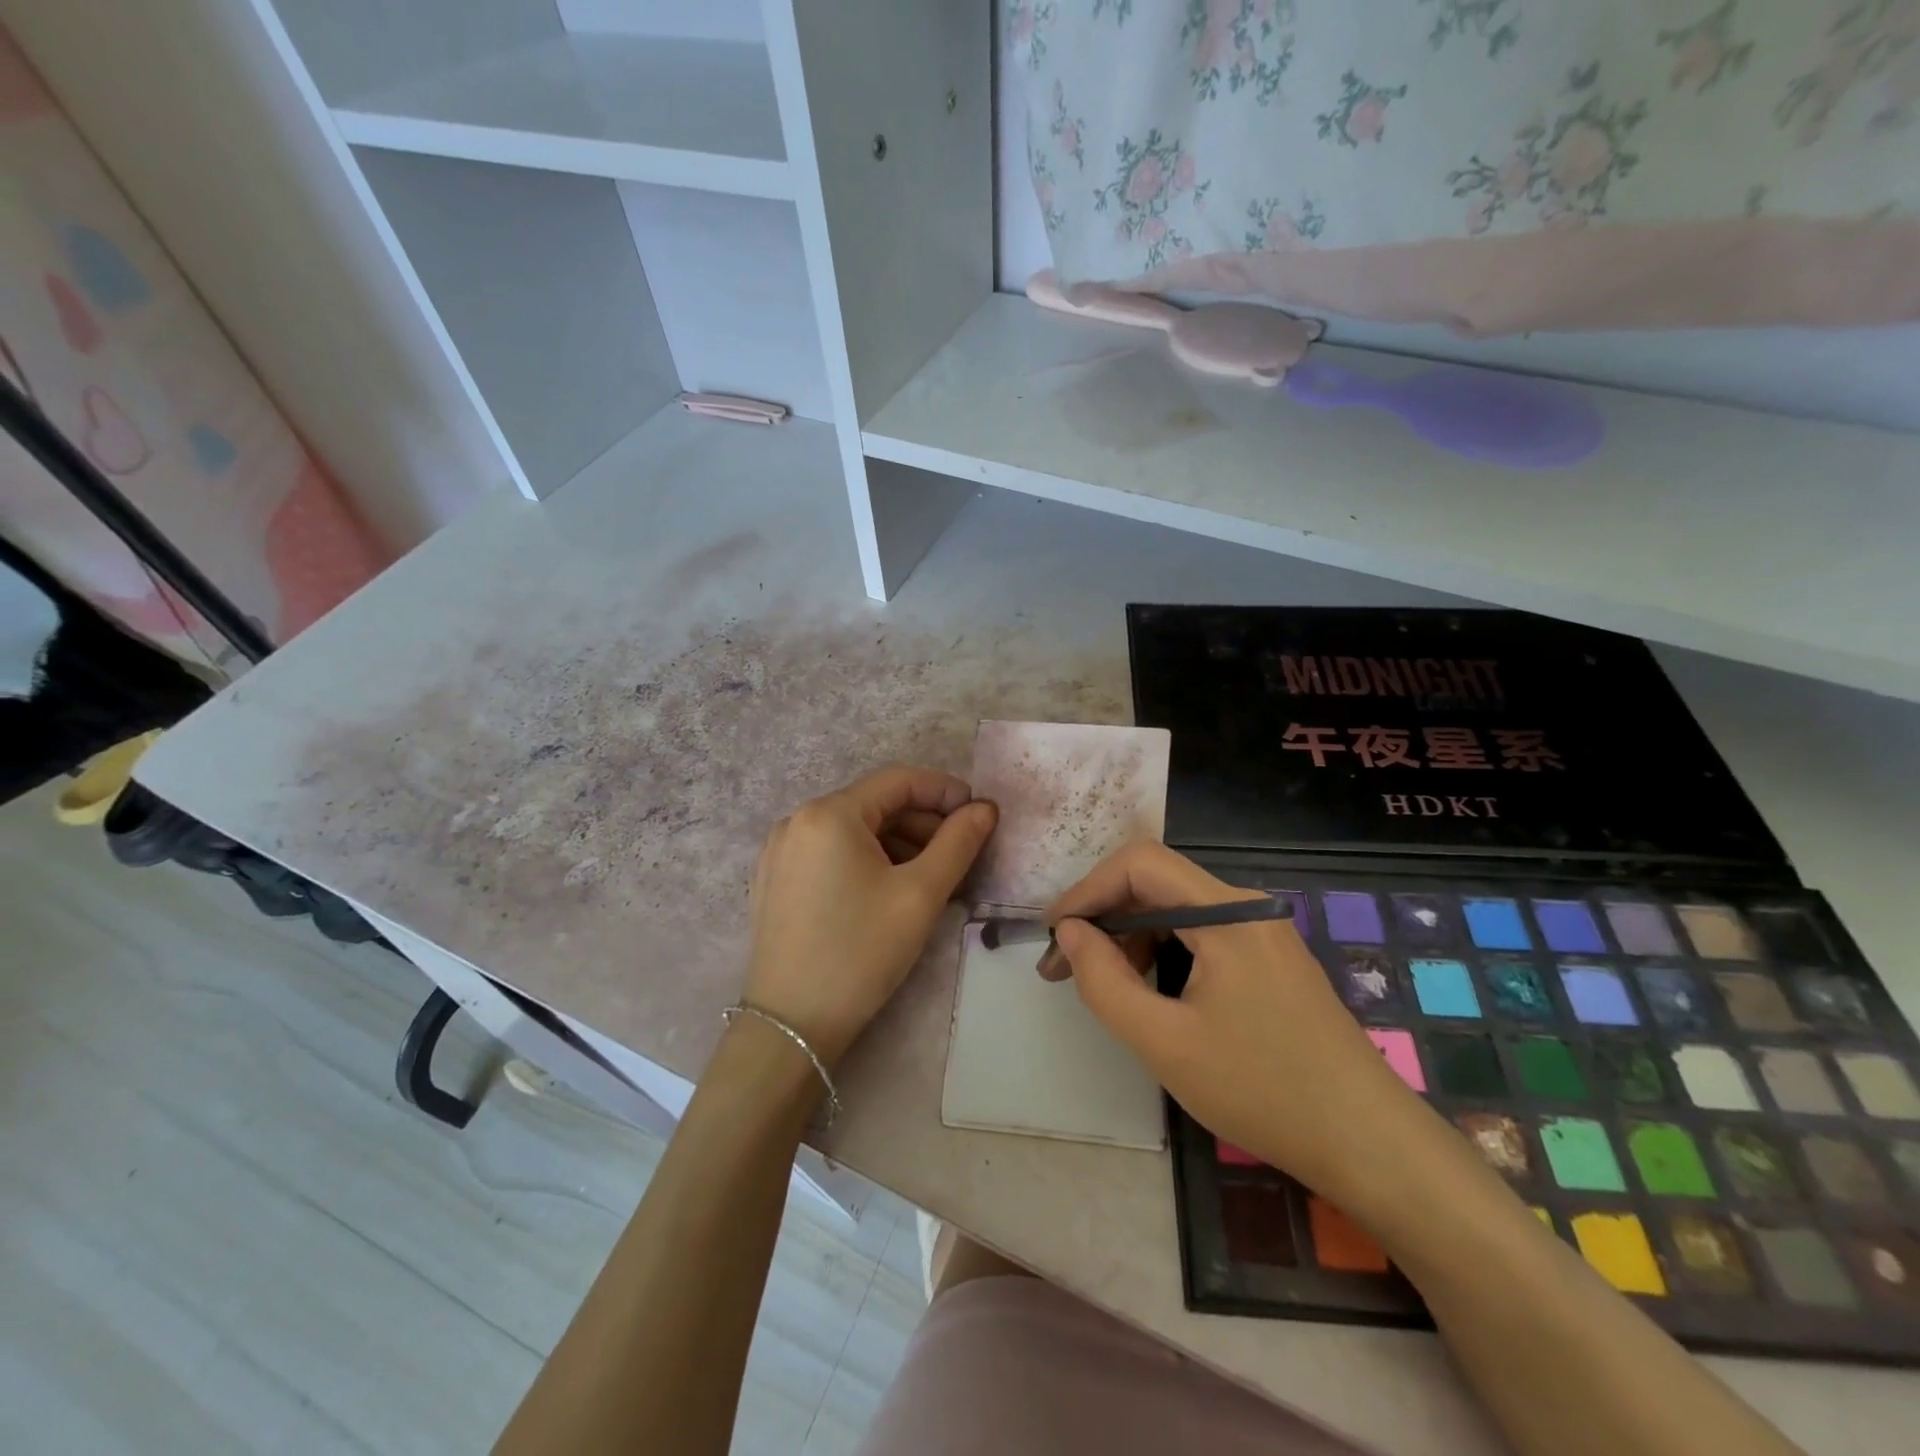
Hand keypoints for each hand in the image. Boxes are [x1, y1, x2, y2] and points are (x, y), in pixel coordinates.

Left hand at [744, 766, 997, 1065]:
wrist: (791, 1025)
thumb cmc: (861, 952)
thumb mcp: (920, 895)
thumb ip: (958, 842)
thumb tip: (984, 808)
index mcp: (829, 813)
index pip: (898, 781)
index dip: (944, 791)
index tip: (979, 813)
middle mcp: (797, 820)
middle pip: (874, 805)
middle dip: (923, 823)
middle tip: (960, 854)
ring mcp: (780, 851)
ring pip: (853, 830)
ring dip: (898, 844)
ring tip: (931, 877)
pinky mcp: (774, 880)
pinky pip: (830, 853)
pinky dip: (867, 859)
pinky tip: (889, 890)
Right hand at [1045, 842, 1425, 1201]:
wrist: (1370, 1144)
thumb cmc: (1264, 1091)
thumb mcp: (1165, 1043)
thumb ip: (1105, 982)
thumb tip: (1070, 933)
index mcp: (1227, 914)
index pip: (1139, 864)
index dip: (1088, 889)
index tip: (1054, 934)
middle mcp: (1245, 907)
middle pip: (1156, 882)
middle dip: (1103, 915)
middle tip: (1062, 966)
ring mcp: (1262, 931)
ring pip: (1176, 909)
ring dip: (1129, 935)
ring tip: (1098, 982)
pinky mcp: (1269, 957)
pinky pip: (1201, 934)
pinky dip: (1162, 950)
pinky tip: (1146, 988)